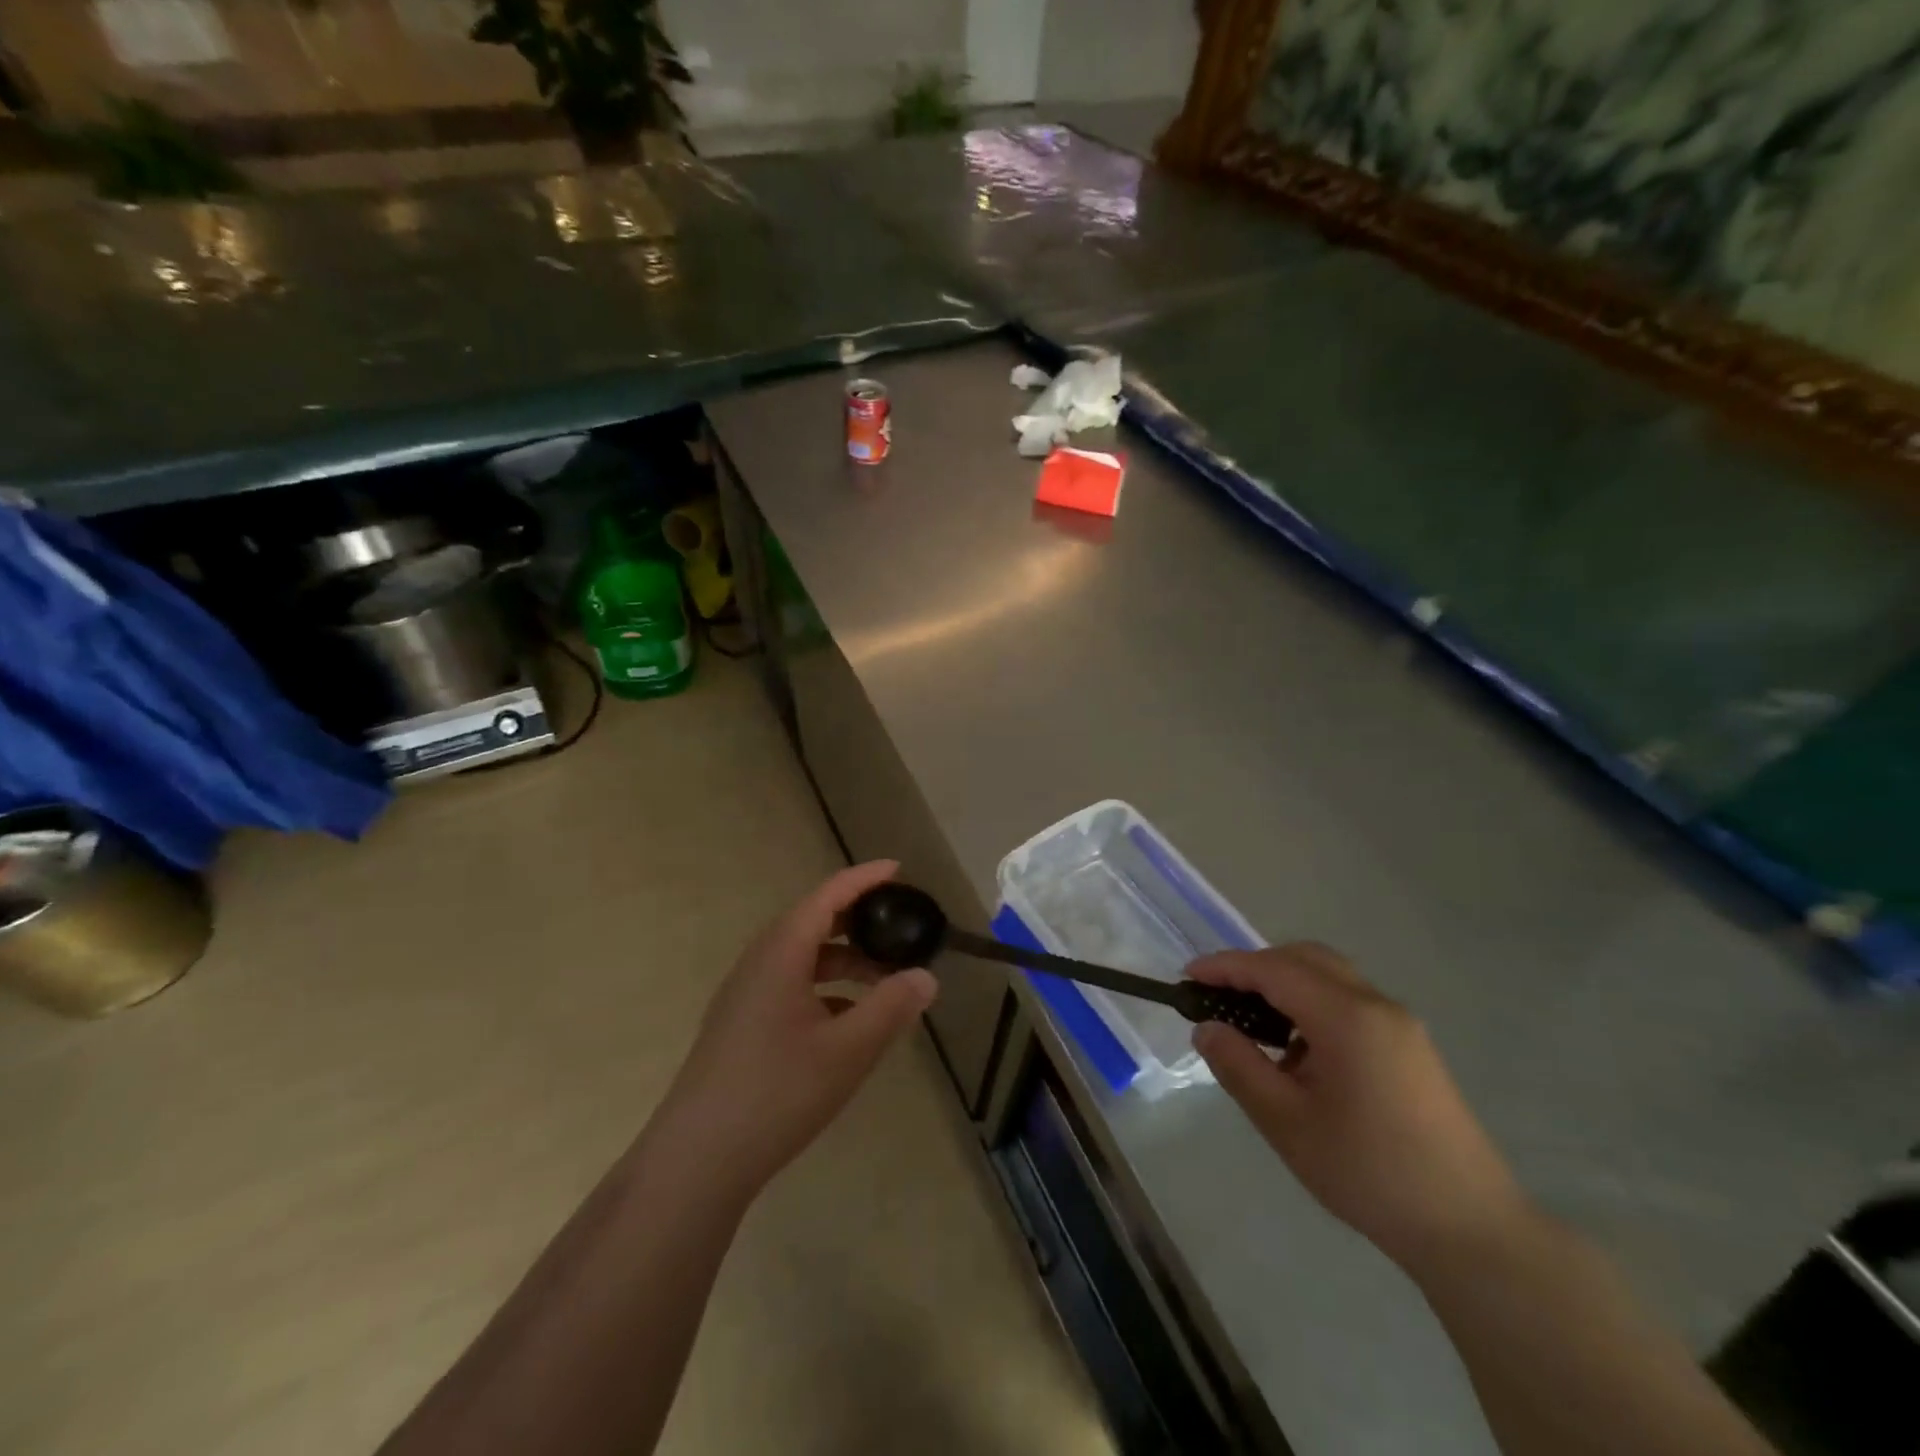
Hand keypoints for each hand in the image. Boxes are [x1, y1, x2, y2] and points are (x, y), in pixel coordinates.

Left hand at [661, 861, 937, 1196]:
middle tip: (899, 926)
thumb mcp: (848, 1050)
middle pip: (813, 922)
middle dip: (859, 921)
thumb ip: (891, 1008)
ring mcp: (745, 995)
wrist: (698, 1159)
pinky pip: (790, 985)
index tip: (898, 869)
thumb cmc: (777, 1093)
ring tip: (884, 980)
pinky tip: (849, 1021)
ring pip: (802, 958)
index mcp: (781, 953)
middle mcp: (759, 963)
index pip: (827, 897)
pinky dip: (825, 988)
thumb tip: (927, 976)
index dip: (863, 879)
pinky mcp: (741, 1024)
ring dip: (844, 960)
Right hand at [1189, 945, 1530, 1274]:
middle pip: (1304, 958)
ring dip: (1285, 985)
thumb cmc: (1369, 1173)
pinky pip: (1349, 1002)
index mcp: (1346, 1017)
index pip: (1273, 969)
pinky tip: (1298, 1053)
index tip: (1187, 978)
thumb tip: (1206, 1028)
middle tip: (1218, 997)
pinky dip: (1312, 1005)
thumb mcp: (1287, 1123)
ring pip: (1329, 976)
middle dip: (1255, 967)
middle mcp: (1376, 1005)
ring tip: (1252, 1026)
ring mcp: (1399, 1024)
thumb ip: (1239, 1066)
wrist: (1471, 1229)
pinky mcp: (1410, 1046)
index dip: (1225, 967)